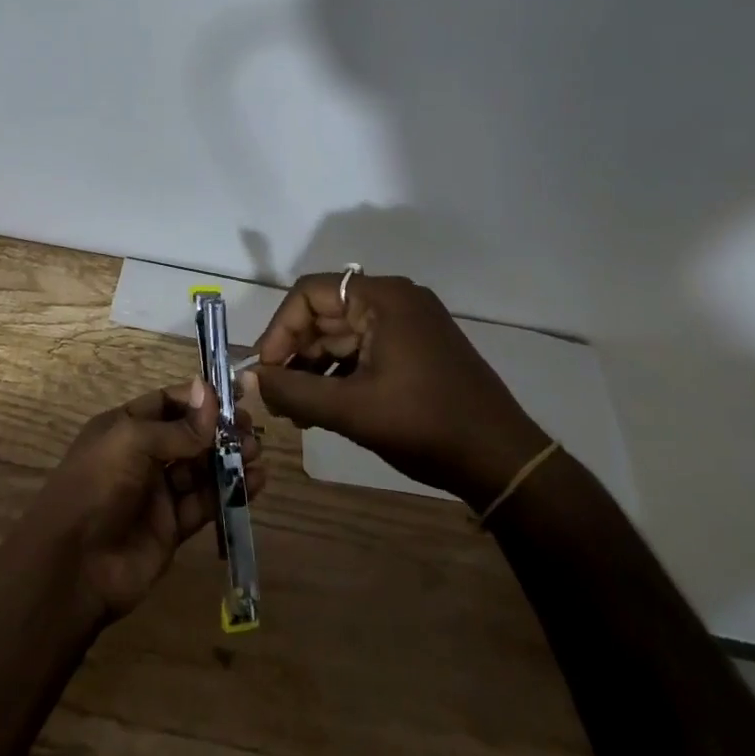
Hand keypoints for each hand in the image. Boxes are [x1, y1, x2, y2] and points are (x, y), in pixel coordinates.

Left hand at [10, 379, 265, 622]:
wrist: (73, 565)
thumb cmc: (97, 485)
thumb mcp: (132, 442)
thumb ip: (178, 427)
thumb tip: (210, 393)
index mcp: (125, 427)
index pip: (167, 403)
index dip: (199, 399)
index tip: (236, 395)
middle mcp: (142, 456)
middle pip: (188, 436)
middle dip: (219, 430)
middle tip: (251, 428)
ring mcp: (157, 493)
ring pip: (200, 469)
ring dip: (229, 459)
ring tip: (257, 453)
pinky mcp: (172, 527)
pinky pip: (205, 503)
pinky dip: (229, 492)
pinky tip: (255, 483)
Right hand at [248, 272, 547, 507]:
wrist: (503, 461)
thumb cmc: (425, 424)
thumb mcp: (351, 410)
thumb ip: (294, 392)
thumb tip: (251, 379)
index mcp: (382, 298)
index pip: (310, 294)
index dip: (279, 329)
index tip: (265, 370)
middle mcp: (395, 300)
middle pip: (325, 314)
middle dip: (295, 353)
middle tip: (275, 396)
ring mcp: (409, 325)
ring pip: (342, 336)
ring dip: (314, 368)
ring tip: (295, 411)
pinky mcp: (417, 349)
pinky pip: (364, 351)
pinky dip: (339, 375)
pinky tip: (323, 409)